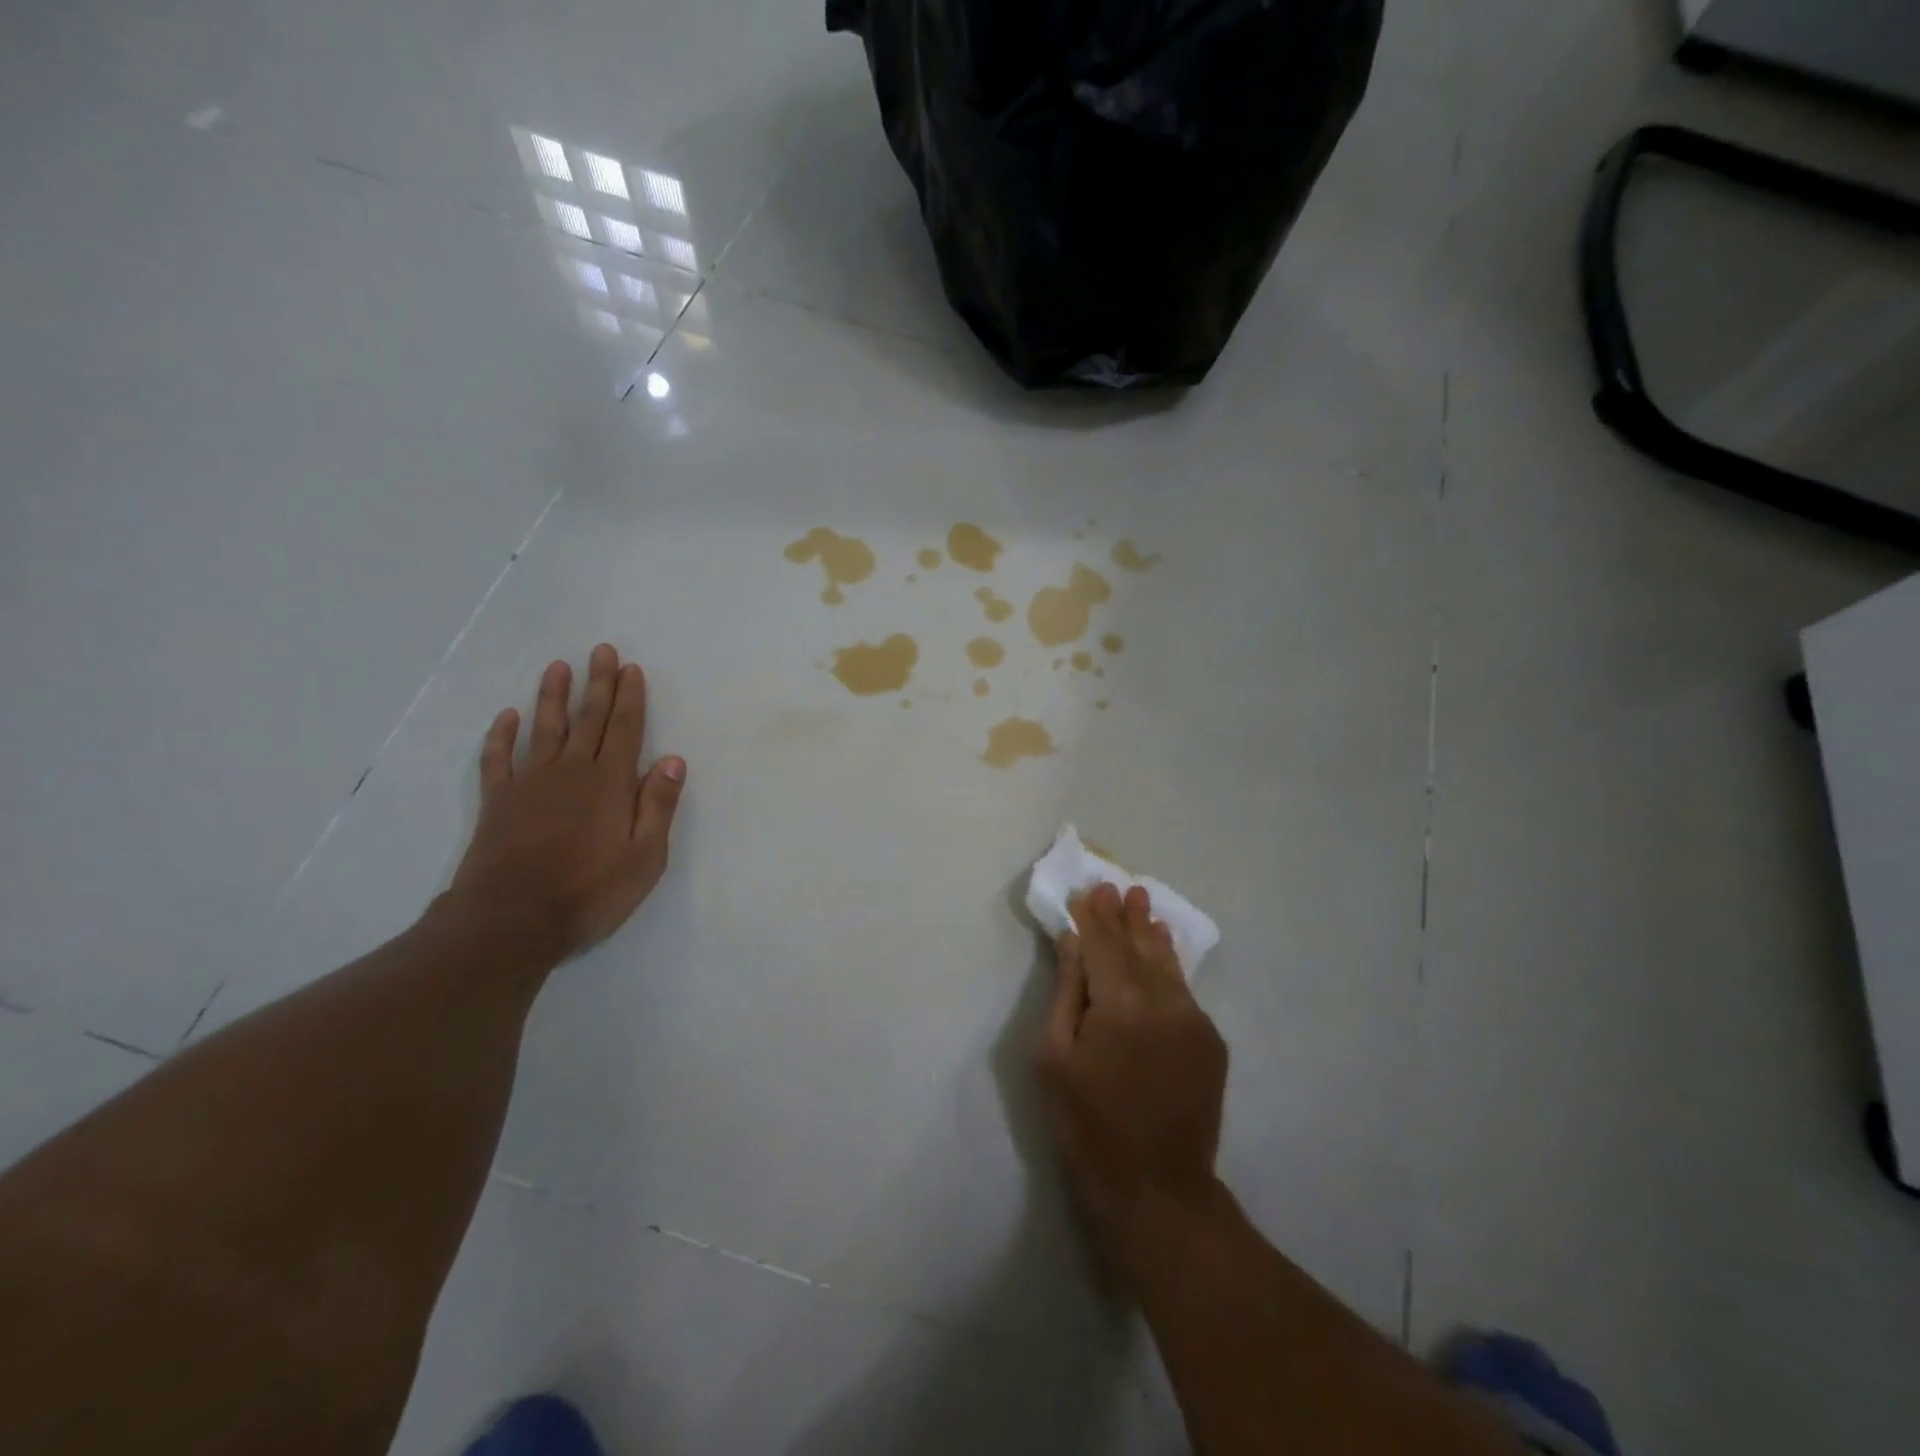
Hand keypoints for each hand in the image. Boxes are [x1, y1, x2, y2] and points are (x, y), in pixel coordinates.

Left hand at [444, 644, 686, 962]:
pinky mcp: (499, 802)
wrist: (511, 921)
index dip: (630, 698)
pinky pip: (499, 759)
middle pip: (588, 720)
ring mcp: (530, 784)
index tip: (631, 668)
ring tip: (558, 667)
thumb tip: (673, 759)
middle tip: (601, 651)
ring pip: (544, 729)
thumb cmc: (590, 891)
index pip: (625, 730)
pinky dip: (503, 736)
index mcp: (609, 784)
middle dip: (597, 684)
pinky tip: (508, 717)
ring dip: (552, 696)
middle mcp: (571, 772)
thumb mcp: (645, 857)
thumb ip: (658, 805)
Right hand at [1037, 883, 1228, 1277]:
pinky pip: (1183, 992)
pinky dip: (1169, 967)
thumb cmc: (1087, 1125)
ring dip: (1151, 934)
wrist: (1156, 1189)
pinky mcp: (1211, 1042)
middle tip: (1118, 887)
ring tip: (1144, 906)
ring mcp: (1194, 1021)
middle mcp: (1164, 1002)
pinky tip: (1162, 953)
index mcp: (1120, 1005)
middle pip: (1138, 947)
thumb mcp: (1055, 1058)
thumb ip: (1067, 992)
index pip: (1103, 945)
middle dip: (1125, 917)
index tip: (1088, 889)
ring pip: (1167, 964)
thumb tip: (1071, 941)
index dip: (1093, 917)